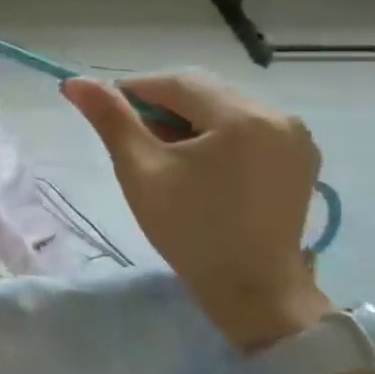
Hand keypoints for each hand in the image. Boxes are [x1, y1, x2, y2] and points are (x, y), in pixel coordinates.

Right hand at [62, 71, 330, 352]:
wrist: (253, 292)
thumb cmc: (189, 230)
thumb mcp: (140, 170)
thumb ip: (110, 119)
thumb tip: (75, 82)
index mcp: (241, 116)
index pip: (174, 81)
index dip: (132, 89)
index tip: (105, 112)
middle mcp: (278, 115)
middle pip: (203, 91)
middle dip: (162, 105)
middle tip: (133, 138)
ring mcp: (296, 137)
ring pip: (223, 108)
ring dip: (188, 120)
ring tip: (164, 155)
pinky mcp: (300, 158)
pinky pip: (247, 128)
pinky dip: (216, 135)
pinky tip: (199, 165)